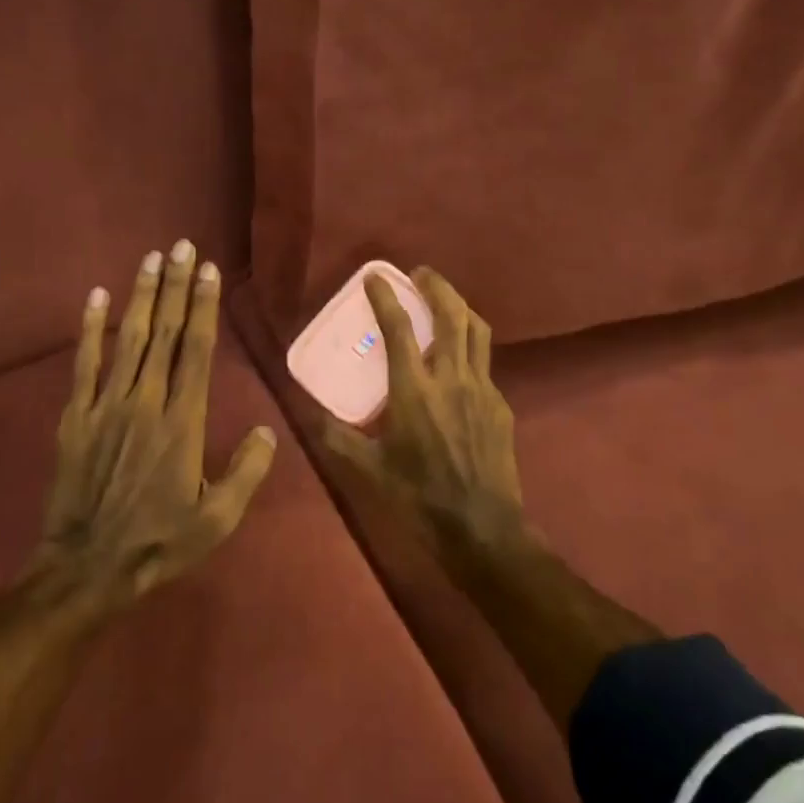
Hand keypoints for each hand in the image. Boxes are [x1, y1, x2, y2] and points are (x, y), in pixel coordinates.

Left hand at [38, 240, 276, 608]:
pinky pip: (85, 363)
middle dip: (175, 286)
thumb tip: (268, 432)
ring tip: (151, 258)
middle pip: (164, 332)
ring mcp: (108, 404)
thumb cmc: (159, 541)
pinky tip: (97, 297)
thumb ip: (246, 472)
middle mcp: (147, 400)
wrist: (87, 567)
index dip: (204, 307)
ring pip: (129, 338)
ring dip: (141, 295)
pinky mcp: (77, 415)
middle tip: (182, 246)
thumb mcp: (217, 519)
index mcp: (184, 421)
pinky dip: (91, 328)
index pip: (197, 350)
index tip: (208, 271)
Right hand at [318, 267, 528, 561]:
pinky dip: (468, 348)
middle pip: (451, 315)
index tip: (375, 276)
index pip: (399, 328)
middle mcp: (451, 379)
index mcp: (414, 390)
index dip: (385, 297)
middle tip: (420, 274)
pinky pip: (484, 363)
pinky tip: (456, 363)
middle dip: (436, 286)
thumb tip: (303, 410)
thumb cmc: (418, 497)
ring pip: (476, 331)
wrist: (483, 529)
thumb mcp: (366, 469)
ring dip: (459, 307)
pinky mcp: (500, 405)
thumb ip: (333, 435)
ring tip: (443, 300)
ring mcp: (482, 389)